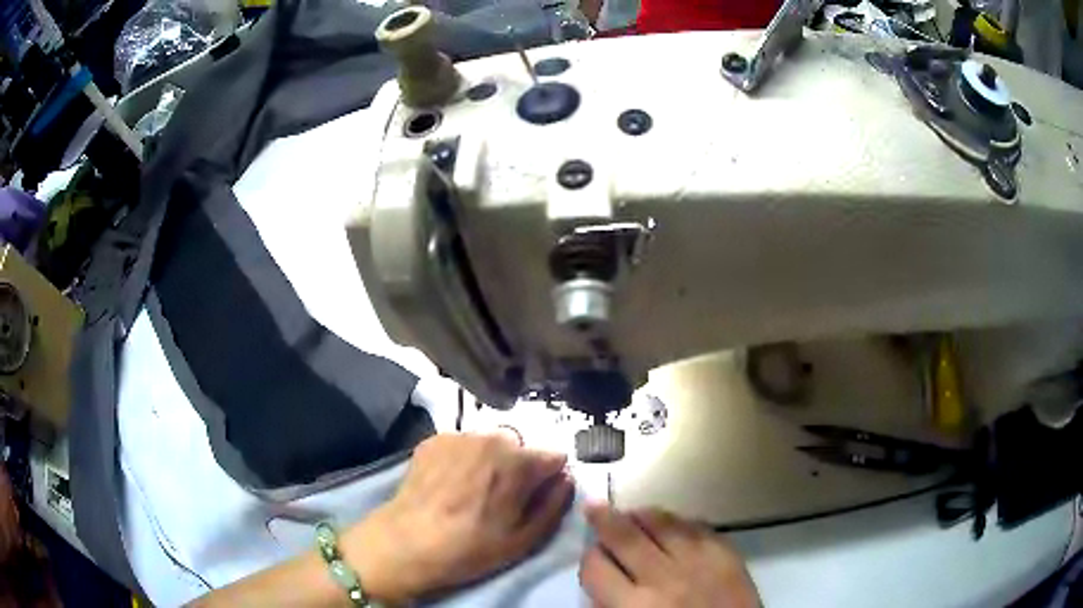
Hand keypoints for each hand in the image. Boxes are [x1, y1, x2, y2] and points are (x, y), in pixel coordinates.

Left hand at [342, 433, 573, 604]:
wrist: (407, 542)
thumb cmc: (471, 547)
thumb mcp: (525, 539)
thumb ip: (555, 504)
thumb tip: (566, 478)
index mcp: (519, 462)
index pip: (554, 458)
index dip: (549, 479)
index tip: (536, 497)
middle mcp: (492, 438)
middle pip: (520, 449)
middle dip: (518, 469)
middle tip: (499, 499)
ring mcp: (460, 435)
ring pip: (490, 445)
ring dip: (489, 462)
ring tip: (470, 491)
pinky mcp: (434, 439)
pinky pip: (462, 445)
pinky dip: (463, 459)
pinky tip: (448, 483)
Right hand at [580, 505, 759, 607]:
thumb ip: (610, 607)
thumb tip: (601, 580)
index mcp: (635, 606)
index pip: (596, 568)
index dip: (589, 559)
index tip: (593, 557)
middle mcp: (663, 577)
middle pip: (624, 536)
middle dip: (604, 518)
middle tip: (593, 505)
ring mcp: (698, 559)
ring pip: (661, 522)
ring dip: (641, 515)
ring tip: (631, 513)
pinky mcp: (725, 551)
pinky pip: (695, 525)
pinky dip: (678, 522)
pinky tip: (671, 525)